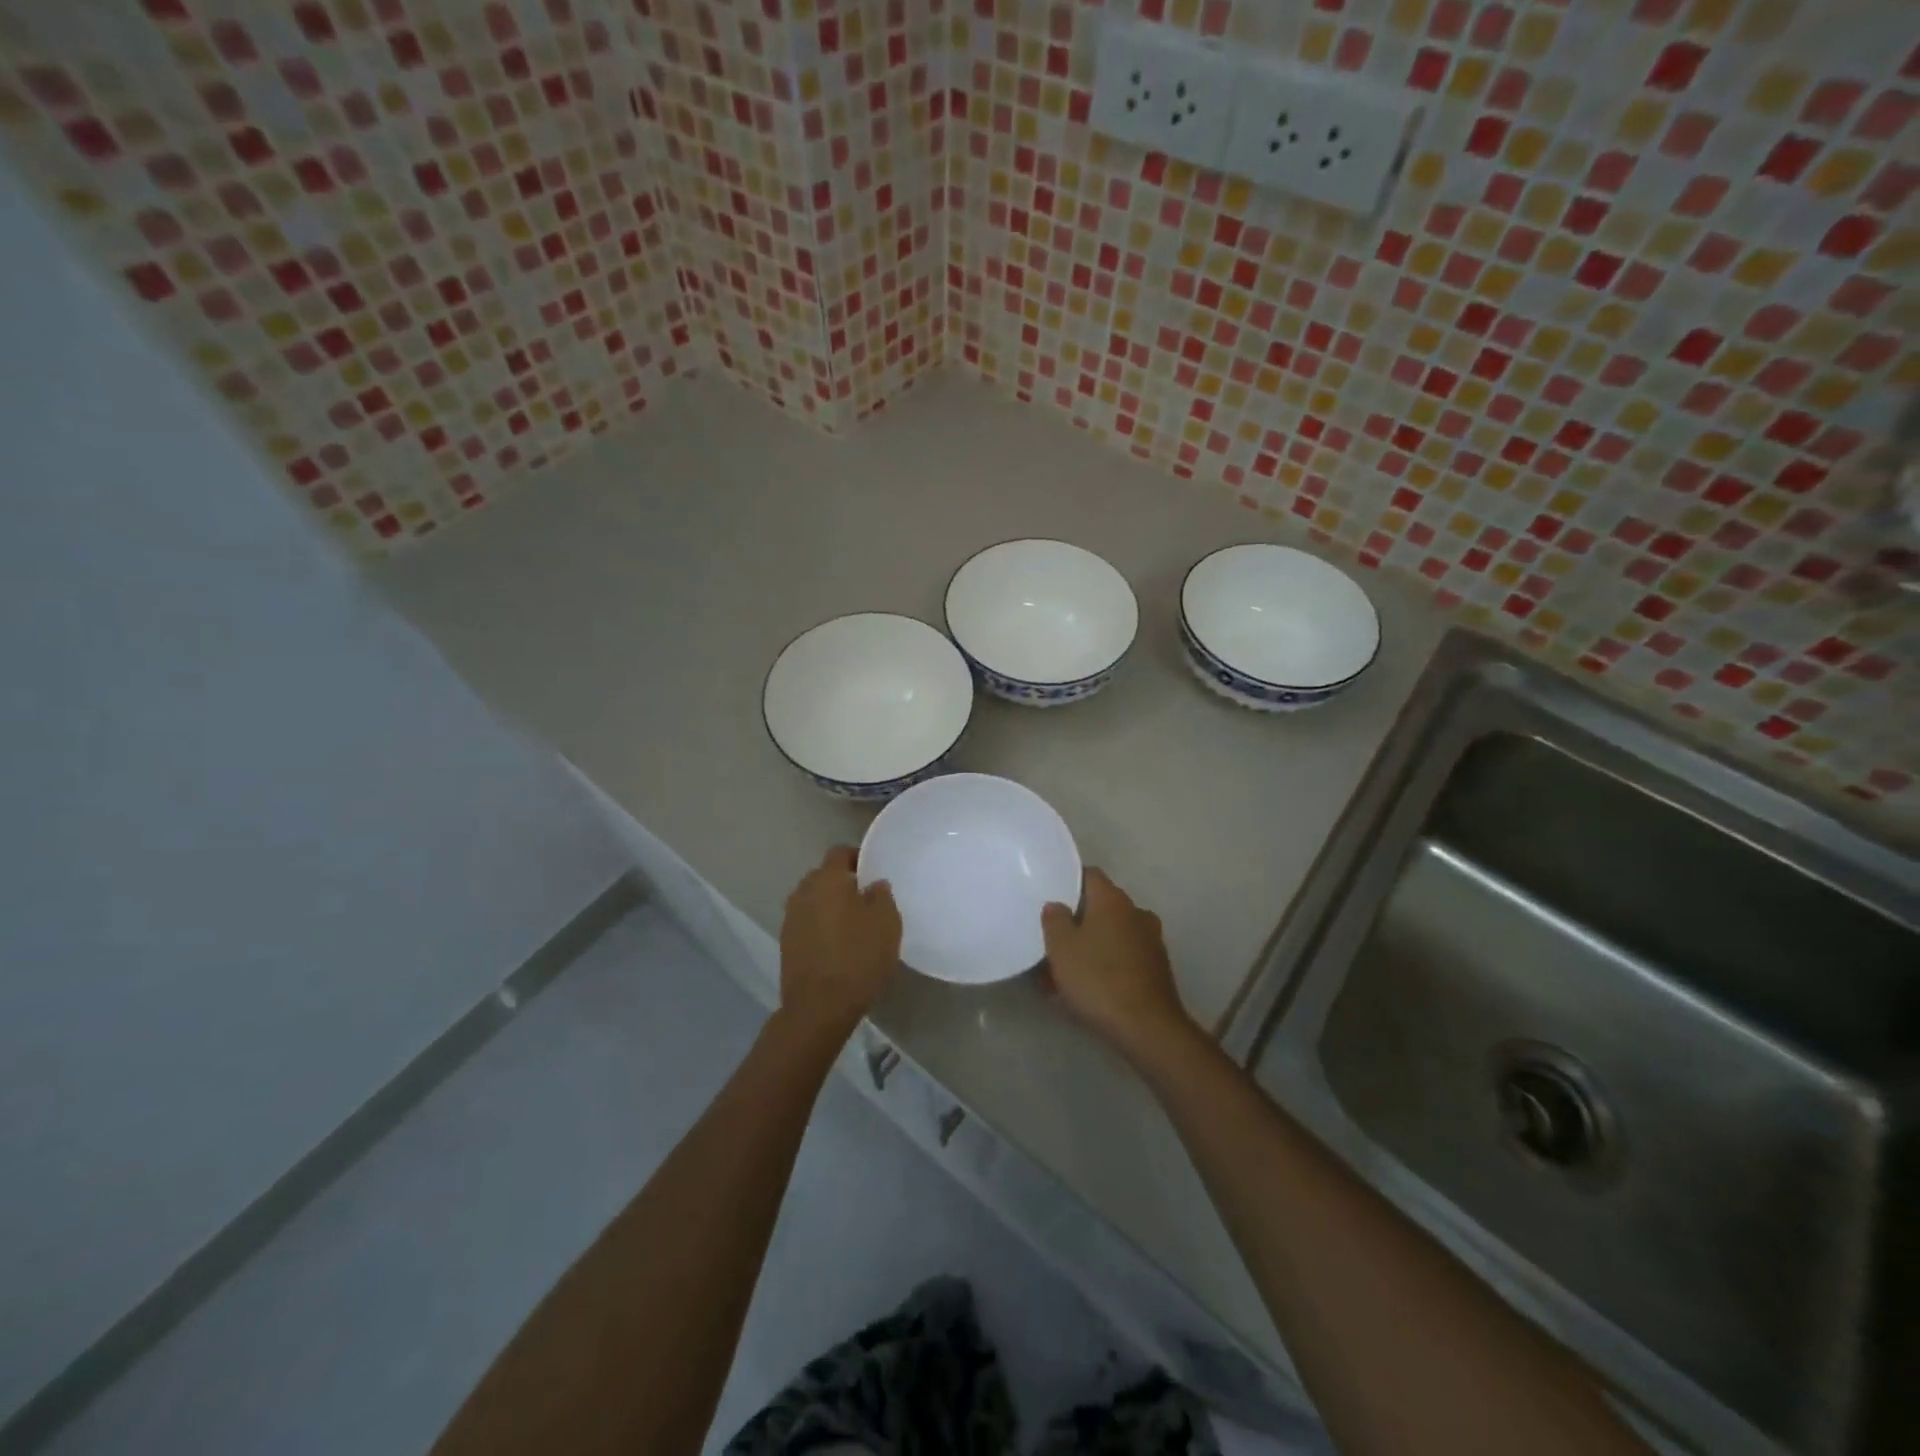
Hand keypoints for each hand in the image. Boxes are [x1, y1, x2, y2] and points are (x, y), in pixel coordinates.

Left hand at [778, 846, 901, 1039]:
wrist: (819, 1007)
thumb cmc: (858, 958)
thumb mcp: (886, 924)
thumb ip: (882, 896)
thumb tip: (874, 884)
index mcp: (827, 880)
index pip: (839, 852)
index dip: (857, 857)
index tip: (873, 872)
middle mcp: (803, 892)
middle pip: (823, 876)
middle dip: (842, 882)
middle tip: (866, 898)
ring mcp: (791, 919)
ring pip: (813, 900)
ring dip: (830, 905)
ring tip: (852, 923)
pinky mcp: (786, 943)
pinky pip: (807, 922)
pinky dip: (821, 925)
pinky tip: (837, 944)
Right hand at [1041, 869, 1192, 1062]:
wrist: (1148, 1028)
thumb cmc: (1098, 979)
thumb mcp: (1061, 947)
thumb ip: (1054, 919)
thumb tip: (1057, 905)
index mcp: (1112, 900)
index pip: (1089, 875)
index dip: (1068, 882)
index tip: (1049, 896)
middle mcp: (1136, 912)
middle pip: (1100, 906)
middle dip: (1077, 920)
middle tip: (1052, 938)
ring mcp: (1151, 941)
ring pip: (1111, 934)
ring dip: (1090, 945)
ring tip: (1064, 969)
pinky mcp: (1156, 969)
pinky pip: (1123, 957)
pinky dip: (1105, 965)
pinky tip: (1087, 987)